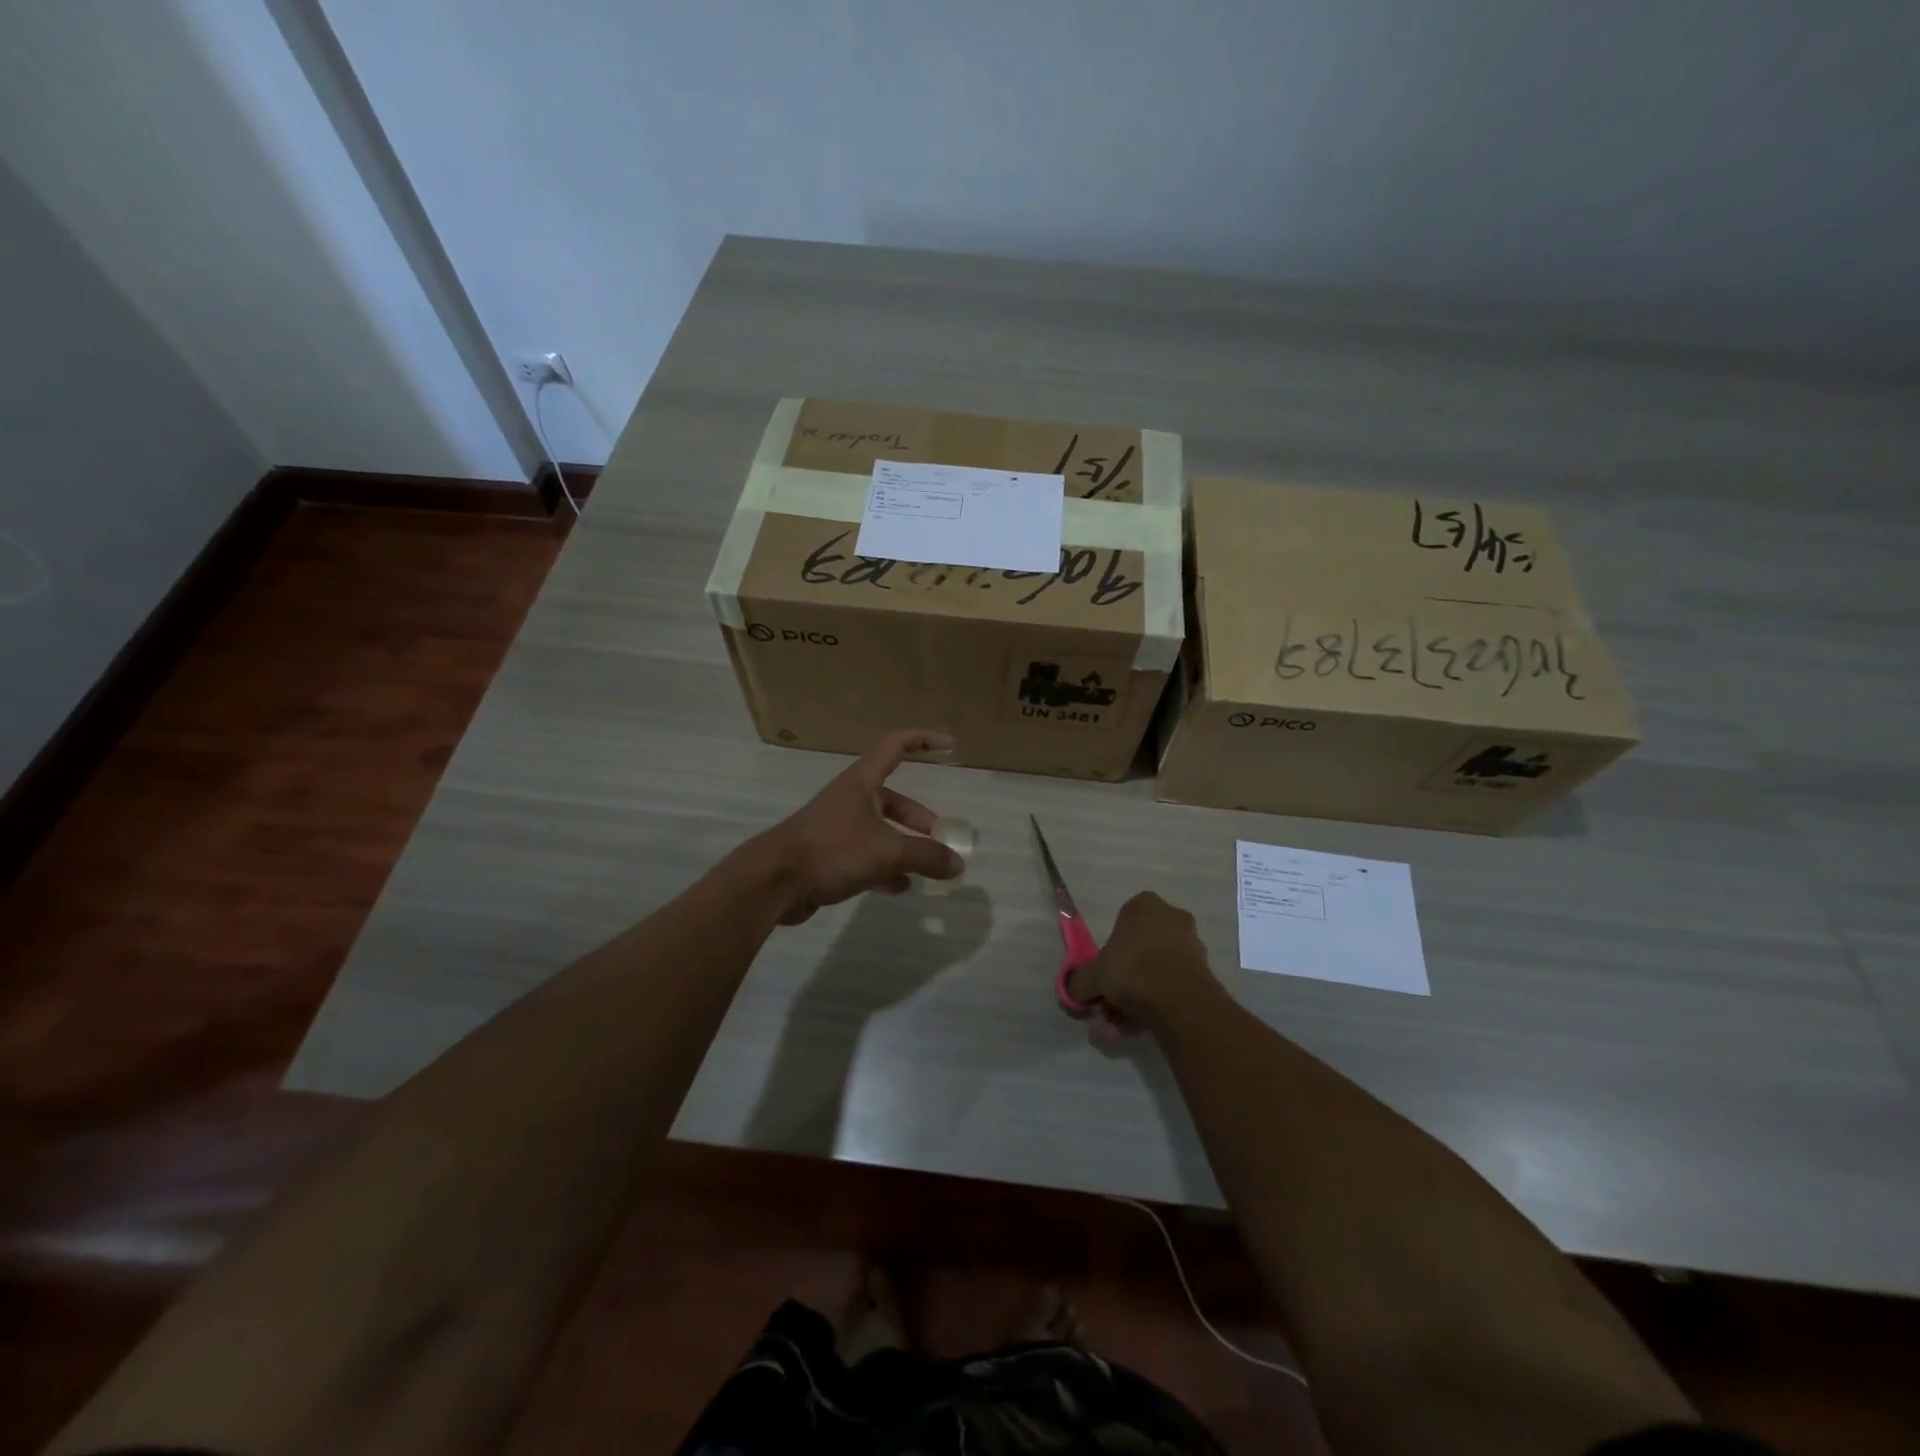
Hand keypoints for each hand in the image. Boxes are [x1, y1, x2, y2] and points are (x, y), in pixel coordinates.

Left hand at [759, 729, 963, 924]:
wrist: (774, 881)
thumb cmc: (832, 850)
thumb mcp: (887, 851)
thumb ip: (926, 856)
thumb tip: (957, 864)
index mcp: (861, 783)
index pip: (895, 746)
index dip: (922, 740)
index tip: (949, 744)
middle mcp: (850, 799)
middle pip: (892, 800)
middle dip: (918, 819)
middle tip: (939, 840)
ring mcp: (837, 828)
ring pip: (880, 831)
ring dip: (903, 846)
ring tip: (926, 868)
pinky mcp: (828, 856)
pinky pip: (865, 857)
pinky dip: (884, 869)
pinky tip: (900, 887)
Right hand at [1066, 891, 1216, 1035]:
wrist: (1177, 997)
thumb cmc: (1130, 968)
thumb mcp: (1092, 975)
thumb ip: (1078, 982)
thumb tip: (1071, 991)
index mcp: (1144, 905)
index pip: (1121, 924)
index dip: (1110, 953)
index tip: (1103, 977)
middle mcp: (1171, 917)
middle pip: (1139, 951)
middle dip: (1123, 982)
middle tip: (1109, 1007)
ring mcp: (1191, 945)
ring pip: (1155, 972)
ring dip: (1137, 998)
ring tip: (1122, 1027)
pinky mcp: (1204, 972)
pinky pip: (1172, 987)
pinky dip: (1156, 1005)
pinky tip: (1140, 1028)